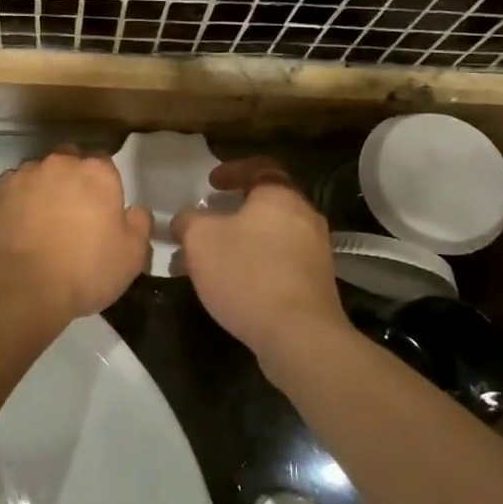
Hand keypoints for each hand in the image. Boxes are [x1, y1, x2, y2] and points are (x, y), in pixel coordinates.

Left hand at [0, 149, 151, 319]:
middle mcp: (61, 163)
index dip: (105, 186)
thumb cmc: (85, 270)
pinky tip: (21, 224)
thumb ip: (139, 224)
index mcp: (97, 172)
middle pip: (71, 162)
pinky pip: (15, 189)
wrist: (21, 286)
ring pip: (41, 173)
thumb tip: (135, 211)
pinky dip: (20, 200)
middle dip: (74, 180)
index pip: (106, 164)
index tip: (104, 210)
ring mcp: (26, 175)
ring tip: (45, 221)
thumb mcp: (132, 255)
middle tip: (76, 214)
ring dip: (45, 189)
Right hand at [171, 159, 349, 368]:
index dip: (232, 171)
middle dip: (232, 213)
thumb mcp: (200, 239)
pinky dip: (255, 265)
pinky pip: (280, 263)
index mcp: (280, 196)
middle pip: (266, 205)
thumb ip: (188, 221)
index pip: (260, 168)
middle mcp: (305, 217)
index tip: (210, 184)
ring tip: (210, 261)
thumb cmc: (247, 274)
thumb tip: (186, 219)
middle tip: (205, 224)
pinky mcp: (316, 284)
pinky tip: (232, 286)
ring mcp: (315, 252)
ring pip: (271, 237)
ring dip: (240, 243)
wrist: (299, 335)